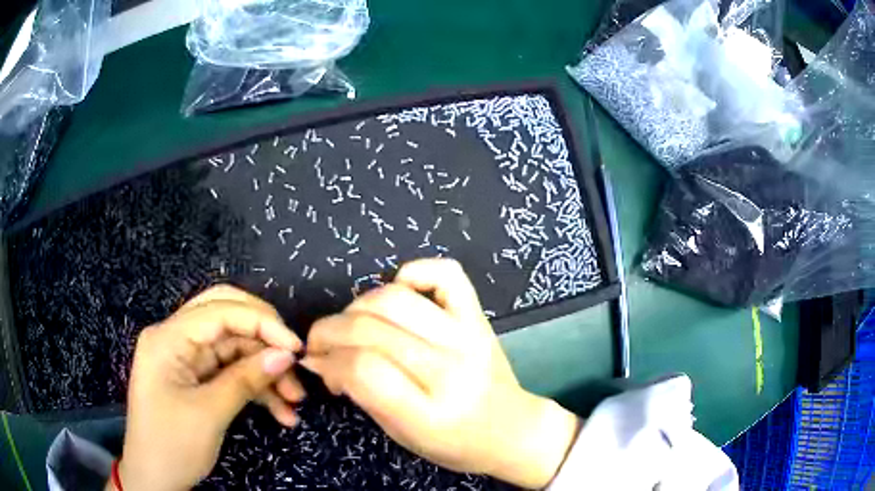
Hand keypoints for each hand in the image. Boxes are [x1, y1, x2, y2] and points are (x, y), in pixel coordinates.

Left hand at [114, 286, 304, 490]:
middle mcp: (176, 339)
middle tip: (293, 360)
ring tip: (294, 402)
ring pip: (234, 348)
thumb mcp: (209, 413)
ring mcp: (186, 359)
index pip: (219, 310)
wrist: (154, 479)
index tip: (296, 349)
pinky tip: (280, 411)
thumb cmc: (172, 445)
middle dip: (263, 338)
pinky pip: (231, 372)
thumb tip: (285, 354)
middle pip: (226, 318)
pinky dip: (255, 388)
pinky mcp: (196, 379)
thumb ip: (245, 379)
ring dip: (264, 371)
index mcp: (168, 337)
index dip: (261, 323)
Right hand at [301, 259, 579, 488]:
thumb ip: (361, 394)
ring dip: (356, 306)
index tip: (315, 363)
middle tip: (320, 345)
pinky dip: (415, 271)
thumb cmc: (453, 443)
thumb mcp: (400, 435)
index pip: (362, 370)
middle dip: (328, 332)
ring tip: (350, 325)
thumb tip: (322, 358)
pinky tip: (398, 288)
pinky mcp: (478, 317)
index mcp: (428, 413)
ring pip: (396, 299)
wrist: (511, 430)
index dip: (328, 361)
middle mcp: (450, 370)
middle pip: (371, 330)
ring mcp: (468, 337)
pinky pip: (446, 274)